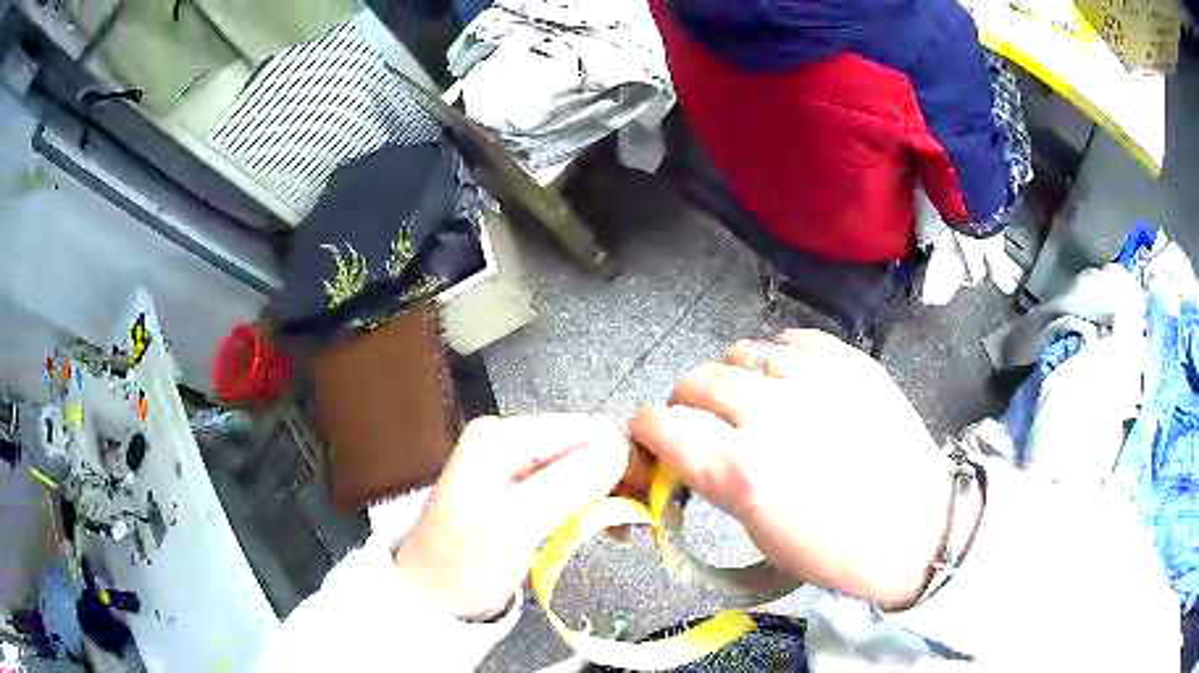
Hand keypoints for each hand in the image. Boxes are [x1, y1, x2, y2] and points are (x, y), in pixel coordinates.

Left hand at [394, 415, 631, 618]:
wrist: (431, 600)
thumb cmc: (465, 566)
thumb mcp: (514, 527)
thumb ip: (566, 484)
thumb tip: (622, 448)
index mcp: (502, 436)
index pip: (586, 429)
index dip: (624, 460)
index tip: (649, 500)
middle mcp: (509, 438)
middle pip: (586, 444)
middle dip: (619, 477)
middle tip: (641, 519)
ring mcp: (514, 462)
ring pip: (584, 465)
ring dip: (610, 493)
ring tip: (626, 529)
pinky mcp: (521, 488)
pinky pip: (571, 484)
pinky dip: (594, 504)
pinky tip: (606, 526)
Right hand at [629, 330, 953, 607]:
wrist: (918, 529)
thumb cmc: (836, 551)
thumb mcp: (759, 533)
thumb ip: (718, 481)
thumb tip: (691, 451)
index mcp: (739, 471)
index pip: (660, 424)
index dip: (646, 426)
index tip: (653, 434)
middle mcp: (768, 416)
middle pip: (696, 380)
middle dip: (688, 402)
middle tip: (709, 423)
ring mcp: (814, 381)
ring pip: (742, 352)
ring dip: (735, 377)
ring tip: (756, 399)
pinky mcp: (851, 363)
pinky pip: (793, 340)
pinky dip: (781, 358)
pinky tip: (794, 382)